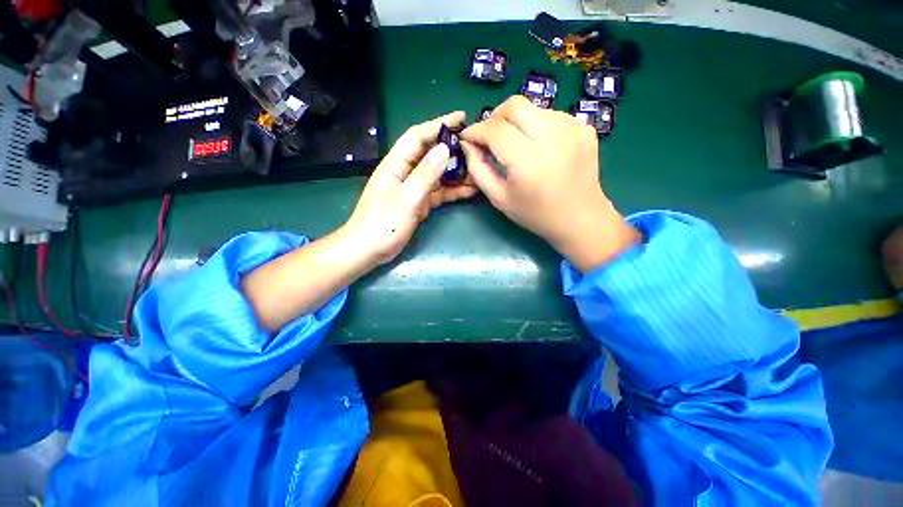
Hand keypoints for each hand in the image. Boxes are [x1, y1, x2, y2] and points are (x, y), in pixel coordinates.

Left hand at [344, 111, 477, 266]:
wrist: (369, 250)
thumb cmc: (383, 224)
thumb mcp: (407, 198)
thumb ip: (425, 174)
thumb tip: (444, 148)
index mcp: (396, 165)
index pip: (418, 136)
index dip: (439, 125)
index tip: (461, 118)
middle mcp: (405, 172)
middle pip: (430, 154)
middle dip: (452, 149)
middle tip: (475, 148)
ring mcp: (413, 188)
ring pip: (437, 174)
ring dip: (456, 172)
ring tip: (478, 170)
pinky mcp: (418, 202)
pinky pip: (438, 192)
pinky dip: (453, 191)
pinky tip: (470, 191)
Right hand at [461, 96, 640, 271]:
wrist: (580, 218)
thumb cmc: (535, 214)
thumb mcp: (499, 198)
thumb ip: (478, 170)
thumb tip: (467, 144)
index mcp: (528, 161)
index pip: (495, 130)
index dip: (476, 130)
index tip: (467, 137)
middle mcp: (552, 137)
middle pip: (514, 105)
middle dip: (494, 117)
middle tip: (489, 136)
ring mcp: (573, 128)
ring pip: (532, 108)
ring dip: (516, 122)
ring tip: (515, 144)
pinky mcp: (584, 127)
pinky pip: (550, 115)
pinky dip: (536, 125)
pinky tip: (537, 146)